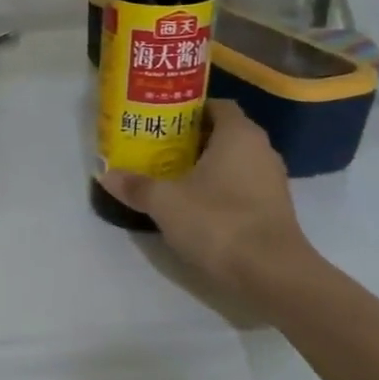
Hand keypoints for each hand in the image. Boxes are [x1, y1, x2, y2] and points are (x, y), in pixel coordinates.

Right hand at [99, 100, 313, 293]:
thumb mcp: (164, 202)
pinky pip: (240, 185)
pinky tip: (191, 202)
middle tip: (156, 145)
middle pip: (222, 133)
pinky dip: (217, 188)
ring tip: (168, 173)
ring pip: (232, 161)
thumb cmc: (218, 221)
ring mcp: (271, 181)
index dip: (189, 108)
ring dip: (203, 165)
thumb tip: (106, 175)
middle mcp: (261, 150)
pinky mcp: (272, 209)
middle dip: (190, 137)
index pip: (216, 105)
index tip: (160, 118)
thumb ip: (135, 185)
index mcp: (239, 135)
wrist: (271, 274)